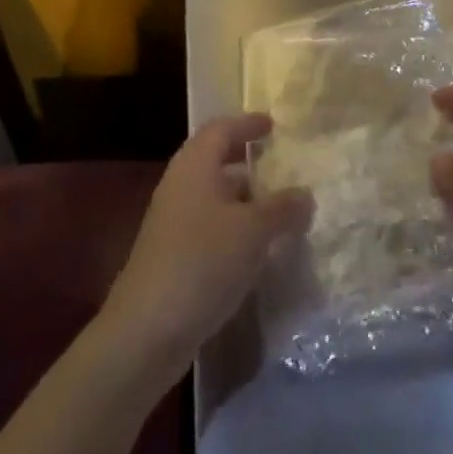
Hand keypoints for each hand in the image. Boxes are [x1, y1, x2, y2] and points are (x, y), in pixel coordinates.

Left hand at [99, 113, 312, 380]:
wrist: (147, 330)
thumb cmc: (202, 262)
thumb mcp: (253, 232)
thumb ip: (282, 209)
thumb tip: (305, 194)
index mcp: (195, 165)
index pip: (222, 128)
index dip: (247, 123)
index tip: (272, 124)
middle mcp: (181, 185)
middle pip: (215, 159)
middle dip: (247, 160)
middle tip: (279, 164)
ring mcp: (173, 221)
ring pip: (214, 195)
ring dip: (244, 198)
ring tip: (278, 208)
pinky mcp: (173, 254)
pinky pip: (210, 225)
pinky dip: (234, 227)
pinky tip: (257, 248)